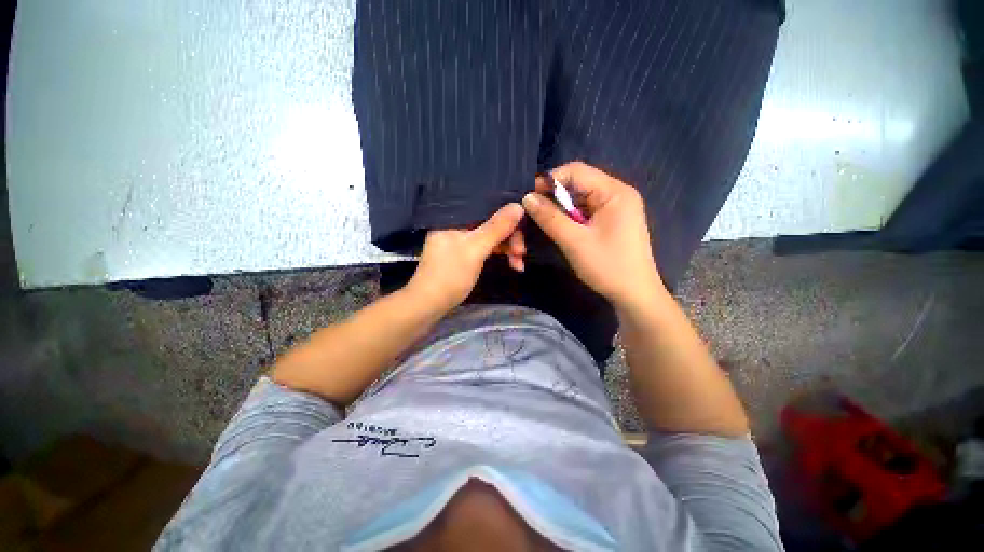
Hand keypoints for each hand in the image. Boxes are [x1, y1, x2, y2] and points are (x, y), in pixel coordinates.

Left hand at [406, 203, 525, 311]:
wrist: (429, 304)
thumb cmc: (449, 274)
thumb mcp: (475, 249)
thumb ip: (496, 227)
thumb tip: (519, 205)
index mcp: (455, 216)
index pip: (487, 206)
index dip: (508, 215)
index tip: (524, 228)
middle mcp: (459, 224)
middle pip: (492, 222)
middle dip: (510, 237)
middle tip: (521, 253)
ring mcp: (462, 239)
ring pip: (492, 236)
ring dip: (508, 248)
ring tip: (519, 264)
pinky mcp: (466, 252)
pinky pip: (488, 247)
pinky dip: (500, 254)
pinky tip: (513, 265)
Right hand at [522, 162, 663, 308]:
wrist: (634, 295)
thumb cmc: (607, 267)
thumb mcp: (574, 241)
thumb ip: (549, 217)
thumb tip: (527, 198)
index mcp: (614, 192)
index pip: (576, 171)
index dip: (550, 180)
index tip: (529, 197)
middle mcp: (617, 194)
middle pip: (578, 183)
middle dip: (554, 196)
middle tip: (533, 212)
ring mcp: (615, 208)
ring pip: (580, 198)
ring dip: (560, 209)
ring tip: (544, 222)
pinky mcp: (611, 221)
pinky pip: (585, 211)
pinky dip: (570, 218)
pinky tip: (560, 228)